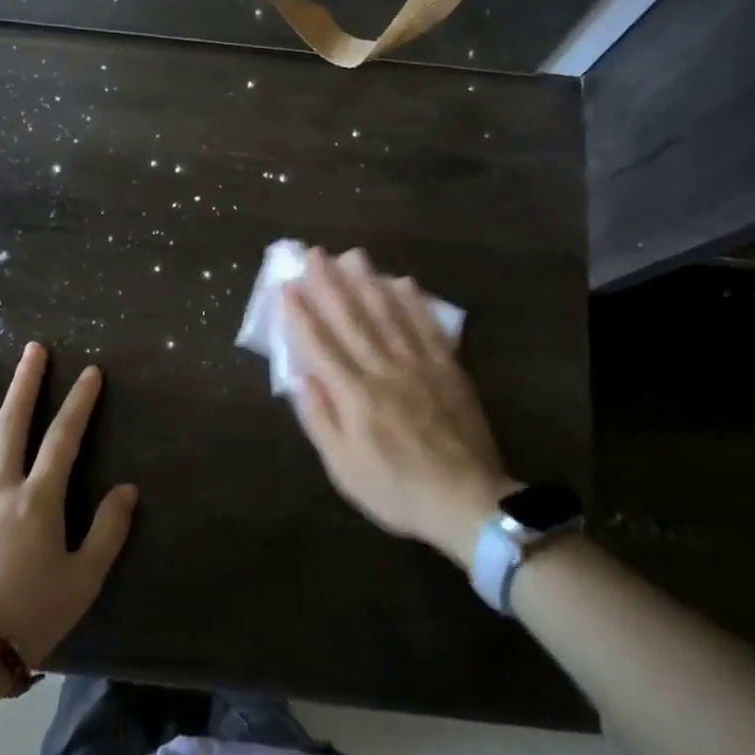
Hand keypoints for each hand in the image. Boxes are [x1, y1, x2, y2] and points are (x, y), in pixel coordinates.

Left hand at [0, 344, 137, 666]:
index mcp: (37, 499)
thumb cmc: (31, 617)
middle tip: (33, 349)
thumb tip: (127, 489)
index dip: (80, 402)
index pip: (64, 437)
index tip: (90, 372)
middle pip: (11, 424)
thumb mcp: (84, 579)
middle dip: (25, 383)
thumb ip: (109, 530)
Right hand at [284, 248, 516, 566]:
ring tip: (353, 255)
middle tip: (315, 253)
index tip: (287, 285)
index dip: (301, 313)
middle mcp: (383, 369)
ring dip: (368, 281)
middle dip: (330, 283)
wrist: (466, 501)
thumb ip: (320, 419)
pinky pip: (427, 326)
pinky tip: (403, 281)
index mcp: (354, 394)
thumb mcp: (343, 468)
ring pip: (388, 313)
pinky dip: (413, 301)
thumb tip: (299, 377)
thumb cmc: (396, 489)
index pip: (320, 344)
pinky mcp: (447, 368)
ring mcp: (418, 364)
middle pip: (352, 318)